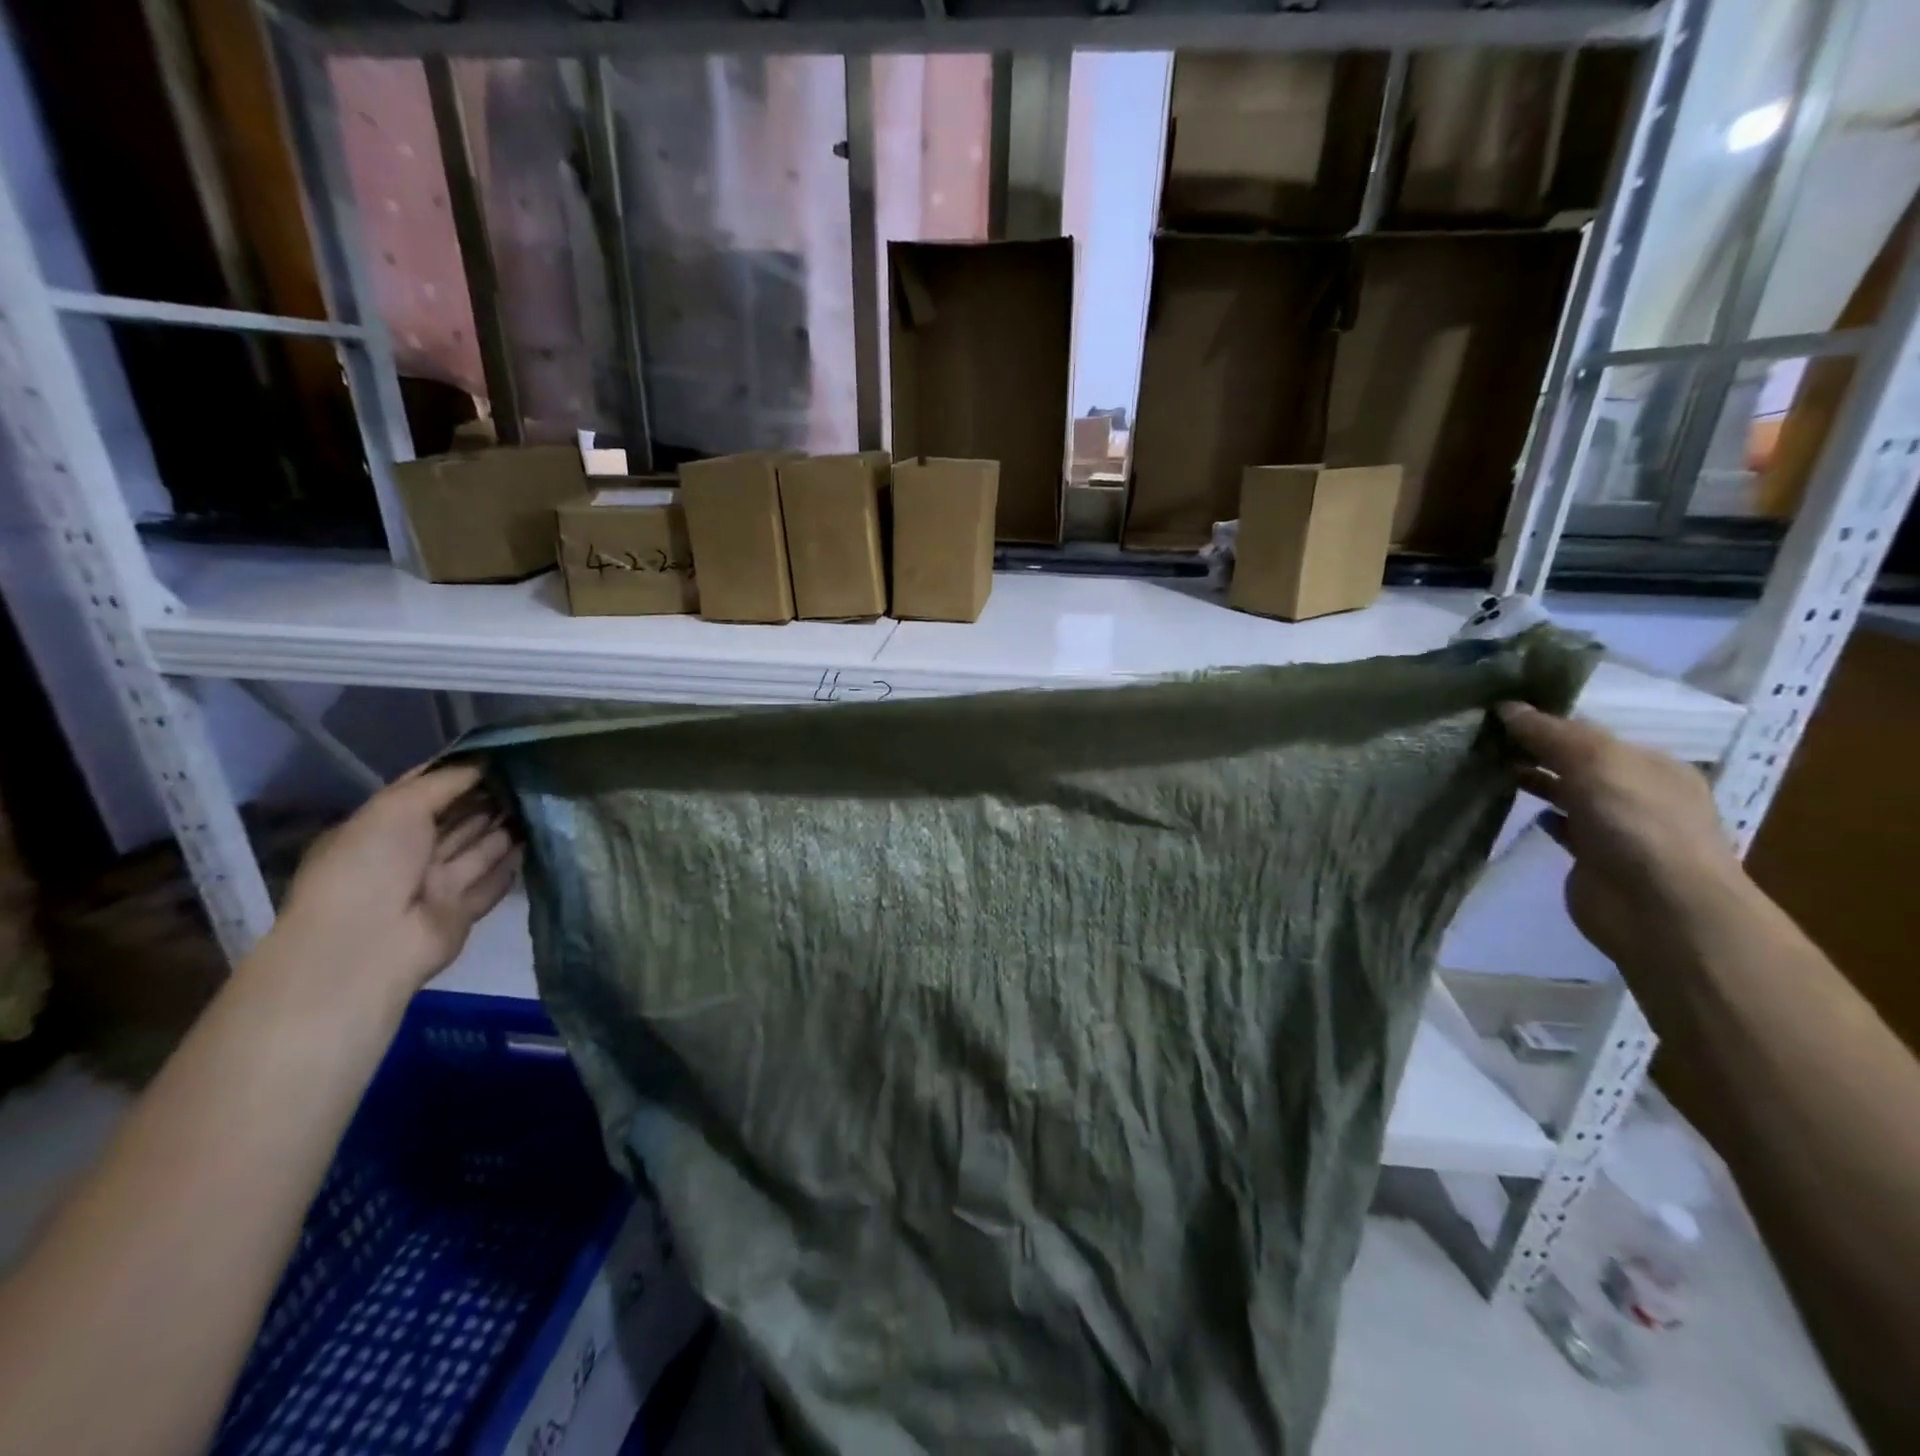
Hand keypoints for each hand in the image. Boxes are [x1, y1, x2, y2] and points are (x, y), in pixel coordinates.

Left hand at [268, 764, 519, 1004]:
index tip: (501, 755)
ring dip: (506, 827)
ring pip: (478, 849)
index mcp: (382, 828)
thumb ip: (445, 782)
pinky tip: (538, 840)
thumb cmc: (372, 864)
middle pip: (457, 820)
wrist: (369, 943)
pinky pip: (492, 882)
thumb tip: (485, 761)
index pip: (426, 793)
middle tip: (532, 773)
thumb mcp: (398, 806)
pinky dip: (513, 864)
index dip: (460, 774)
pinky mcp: (461, 911)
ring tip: (544, 799)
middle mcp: (409, 854)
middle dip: (490, 798)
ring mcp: (435, 884)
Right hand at [1497, 702, 1751, 973]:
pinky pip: (1564, 828)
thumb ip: (1550, 734)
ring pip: (1569, 793)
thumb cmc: (1635, 823)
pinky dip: (1544, 817)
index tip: (1498, 715)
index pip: (1591, 733)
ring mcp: (1617, 828)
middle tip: (1484, 740)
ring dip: (1537, 780)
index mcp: (1650, 764)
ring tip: (1492, 768)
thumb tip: (1508, 707)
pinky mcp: (1594, 859)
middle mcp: (1637, 792)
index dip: (1547, 722)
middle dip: (1538, 750)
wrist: (1659, 907)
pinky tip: (1522, 810)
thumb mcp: (1594, 762)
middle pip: (1579, 762)